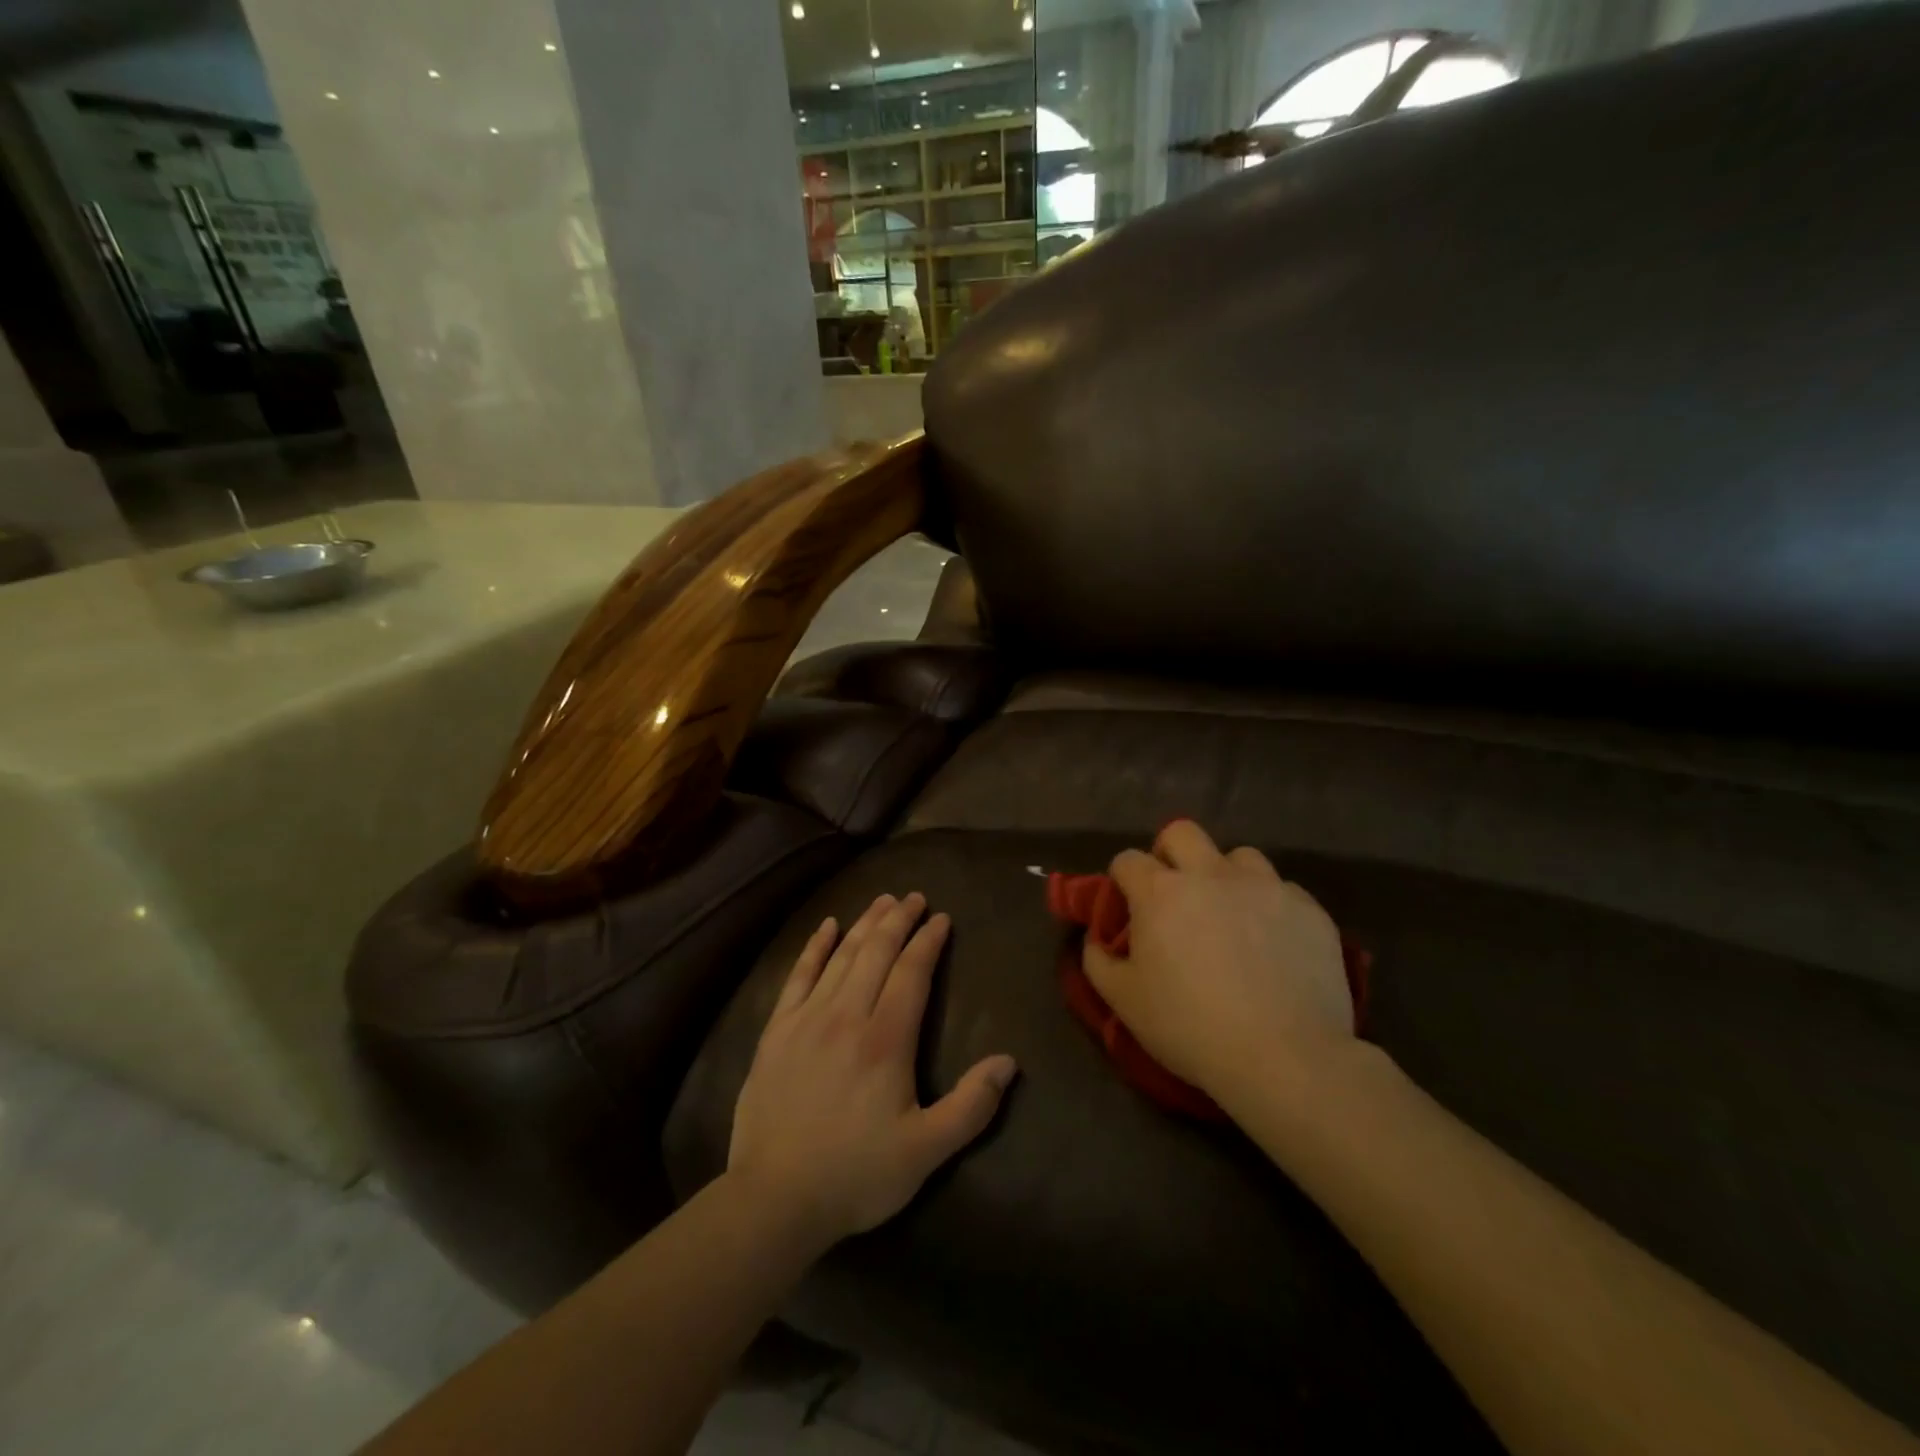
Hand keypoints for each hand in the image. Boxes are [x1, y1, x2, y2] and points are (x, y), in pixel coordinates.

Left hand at [728, 893, 1017, 1250]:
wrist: (773, 1199)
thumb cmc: (856, 1175)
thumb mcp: (926, 1152)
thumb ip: (971, 1106)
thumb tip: (1009, 1063)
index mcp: (885, 1040)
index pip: (912, 973)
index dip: (928, 941)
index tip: (941, 919)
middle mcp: (846, 1015)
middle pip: (877, 952)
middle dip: (899, 920)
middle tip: (915, 897)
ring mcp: (807, 1019)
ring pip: (842, 956)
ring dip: (865, 924)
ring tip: (883, 901)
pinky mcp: (777, 1030)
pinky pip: (798, 975)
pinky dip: (815, 946)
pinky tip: (827, 926)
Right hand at [1082, 821, 1355, 1108]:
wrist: (1285, 1057)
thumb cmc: (1191, 1028)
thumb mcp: (1124, 1002)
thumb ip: (1098, 960)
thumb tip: (1098, 939)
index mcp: (1161, 892)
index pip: (1127, 860)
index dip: (1122, 881)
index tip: (1128, 909)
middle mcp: (1211, 874)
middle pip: (1182, 833)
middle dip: (1170, 854)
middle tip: (1174, 895)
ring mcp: (1265, 886)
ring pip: (1238, 857)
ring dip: (1225, 877)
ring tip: (1230, 916)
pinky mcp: (1308, 909)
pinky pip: (1282, 891)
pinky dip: (1270, 908)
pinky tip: (1273, 944)